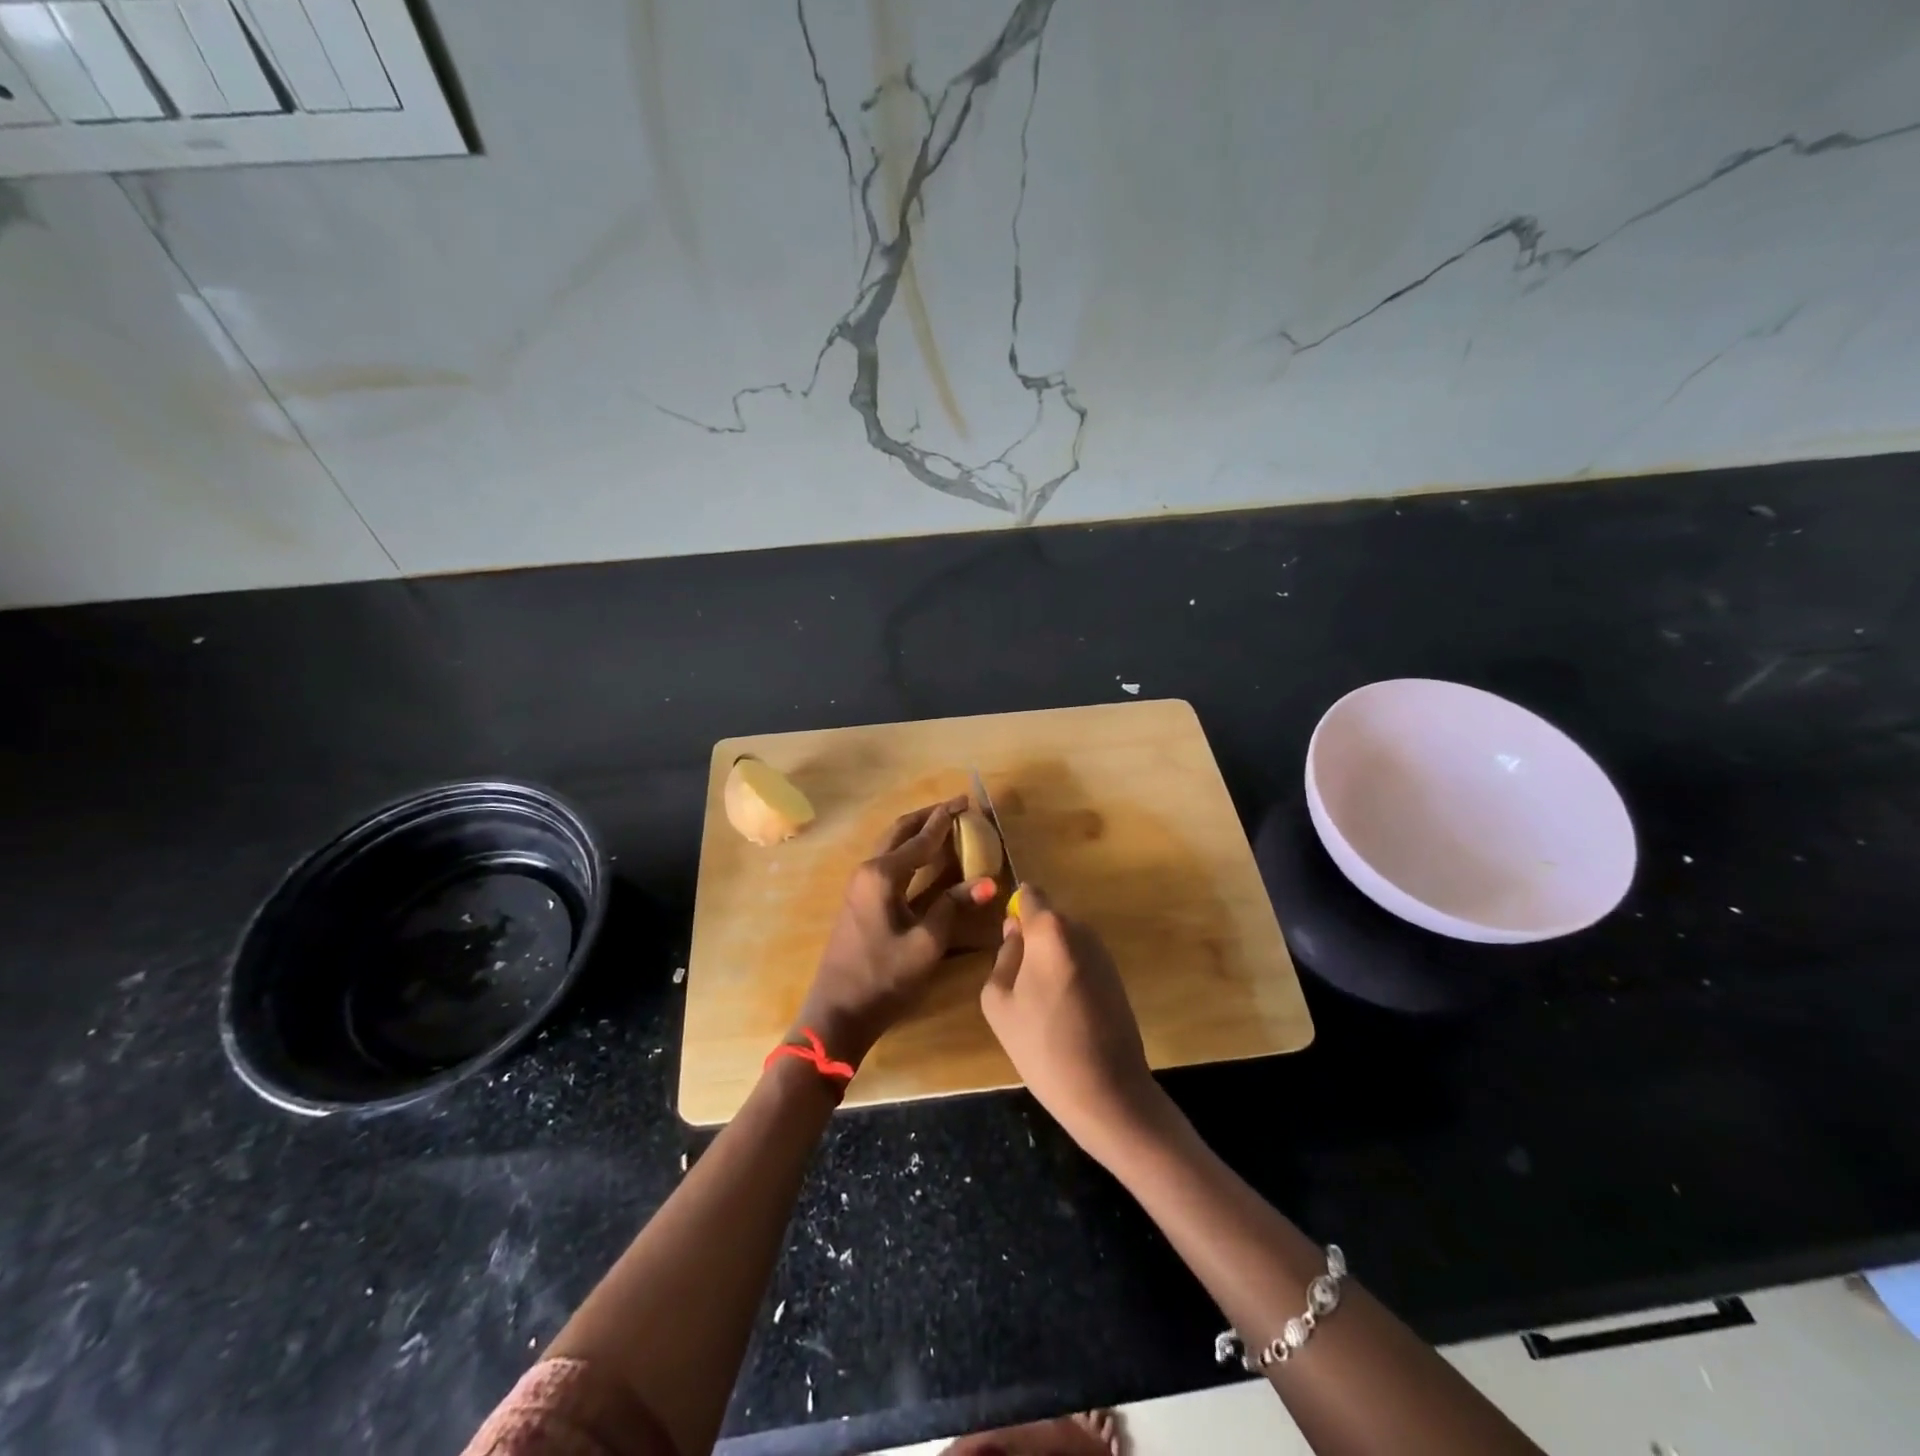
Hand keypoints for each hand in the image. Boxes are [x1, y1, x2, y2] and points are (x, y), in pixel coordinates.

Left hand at [795, 797, 994, 1065]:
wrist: (838, 1011)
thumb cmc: (883, 978)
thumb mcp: (926, 944)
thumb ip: (953, 907)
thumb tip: (987, 882)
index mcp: (882, 875)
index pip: (921, 838)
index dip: (946, 820)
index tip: (967, 802)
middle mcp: (868, 870)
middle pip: (900, 830)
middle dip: (929, 816)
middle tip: (957, 806)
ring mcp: (860, 884)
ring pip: (892, 844)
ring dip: (917, 831)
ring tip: (945, 823)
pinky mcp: (861, 899)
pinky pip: (888, 861)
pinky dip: (909, 850)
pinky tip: (925, 856)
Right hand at [979, 885, 1161, 1160]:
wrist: (1108, 1092)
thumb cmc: (1043, 1046)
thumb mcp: (998, 1002)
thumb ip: (1003, 957)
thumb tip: (1015, 935)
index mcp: (1050, 930)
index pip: (1029, 894)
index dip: (1015, 909)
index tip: (1005, 938)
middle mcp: (1082, 930)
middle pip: (1048, 918)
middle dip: (1031, 938)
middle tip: (1017, 980)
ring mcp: (1104, 953)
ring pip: (1065, 940)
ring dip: (1050, 958)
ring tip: (1039, 1002)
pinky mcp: (1117, 976)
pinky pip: (1081, 960)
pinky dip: (1068, 973)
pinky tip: (1063, 1012)